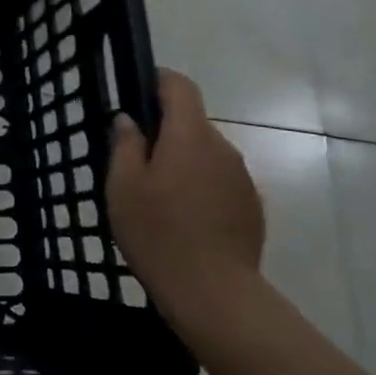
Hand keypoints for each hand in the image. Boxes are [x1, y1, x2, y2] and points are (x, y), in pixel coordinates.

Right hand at [106, 69, 264, 341]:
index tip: (137, 94)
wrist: (214, 293)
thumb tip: (129, 120)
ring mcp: (242, 178)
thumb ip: (125, 145)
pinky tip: (184, 219)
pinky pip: (220, 181)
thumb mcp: (123, 186)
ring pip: (206, 154)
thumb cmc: (158, 233)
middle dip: (165, 132)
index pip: (181, 86)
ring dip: (183, 162)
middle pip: (192, 123)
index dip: (158, 81)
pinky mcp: (252, 206)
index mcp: (190, 136)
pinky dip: (200, 187)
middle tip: (134, 162)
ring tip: (158, 197)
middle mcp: (222, 148)